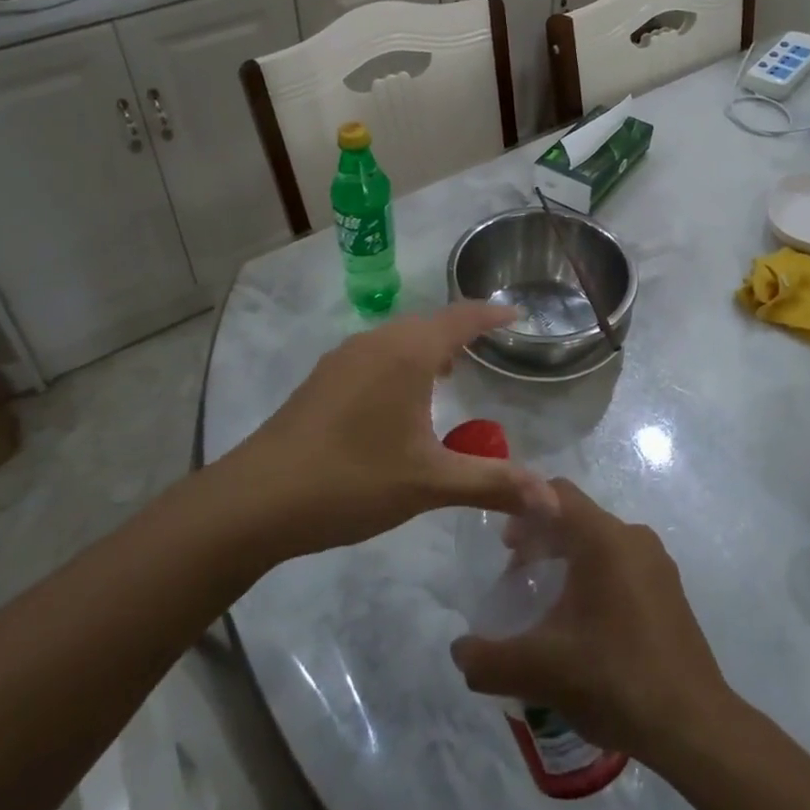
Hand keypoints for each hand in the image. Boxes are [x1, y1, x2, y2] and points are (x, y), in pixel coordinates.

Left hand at [227, 302, 547, 558]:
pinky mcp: (322, 378)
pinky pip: (375, 354)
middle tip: (487, 347)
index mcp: (408, 352)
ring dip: (426, 347)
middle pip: (428, 323)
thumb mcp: (430, 483)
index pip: (461, 318)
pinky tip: (397, 400)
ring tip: (446, 374)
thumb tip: (551, 498)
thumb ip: (493, 483)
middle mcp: (377, 341)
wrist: (258, 498)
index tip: (516, 312)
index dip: (491, 313)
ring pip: (397, 338)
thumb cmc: (353, 480)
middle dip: (460, 330)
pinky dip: (399, 362)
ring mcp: (344, 357)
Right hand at [449, 479, 731, 759]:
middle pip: (576, 517)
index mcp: (603, 538)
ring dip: (567, 559)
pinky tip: (583, 624)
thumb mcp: (541, 669)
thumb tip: (458, 651)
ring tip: (545, 602)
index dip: (522, 506)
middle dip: (541, 538)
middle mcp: (632, 537)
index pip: (555, 493)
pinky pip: (621, 565)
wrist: (694, 726)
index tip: (501, 542)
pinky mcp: (669, 590)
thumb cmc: (614, 678)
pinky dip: (594, 577)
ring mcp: (656, 563)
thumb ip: (490, 658)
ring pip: (600, 542)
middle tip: (515, 574)